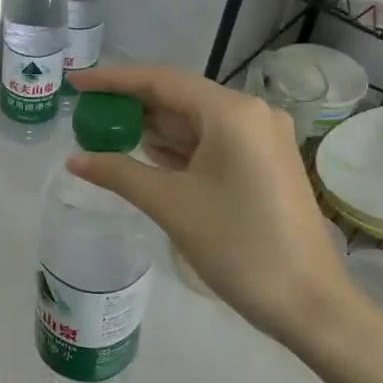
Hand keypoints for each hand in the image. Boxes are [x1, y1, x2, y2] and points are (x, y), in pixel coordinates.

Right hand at [65, 65, 379, 362]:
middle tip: (85, 113)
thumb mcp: (170, 205)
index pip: (161, 81)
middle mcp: (251, 114)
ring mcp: (262, 139)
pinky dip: (177, 147)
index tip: (75, 82)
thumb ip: (118, 173)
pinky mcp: (264, 163)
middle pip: (179, 97)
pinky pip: (212, 142)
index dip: (113, 79)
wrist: (308, 302)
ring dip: (153, 127)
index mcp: (232, 112)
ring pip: (195, 121)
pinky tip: (145, 154)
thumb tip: (74, 160)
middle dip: (132, 105)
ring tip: (105, 131)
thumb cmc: (238, 246)